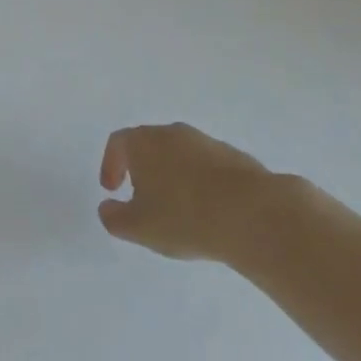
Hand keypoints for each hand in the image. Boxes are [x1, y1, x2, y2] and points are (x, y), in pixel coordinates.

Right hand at [98, 123, 299, 264]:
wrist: (254, 213)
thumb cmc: (184, 217)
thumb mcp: (138, 227)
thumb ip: (114, 218)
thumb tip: (107, 208)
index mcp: (144, 142)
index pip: (118, 143)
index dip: (110, 164)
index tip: (112, 190)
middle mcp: (173, 133)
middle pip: (149, 144)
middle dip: (141, 169)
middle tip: (141, 197)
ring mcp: (206, 142)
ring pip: (179, 154)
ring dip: (172, 175)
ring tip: (177, 208)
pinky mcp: (234, 156)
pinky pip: (206, 166)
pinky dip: (199, 182)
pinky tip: (207, 210)